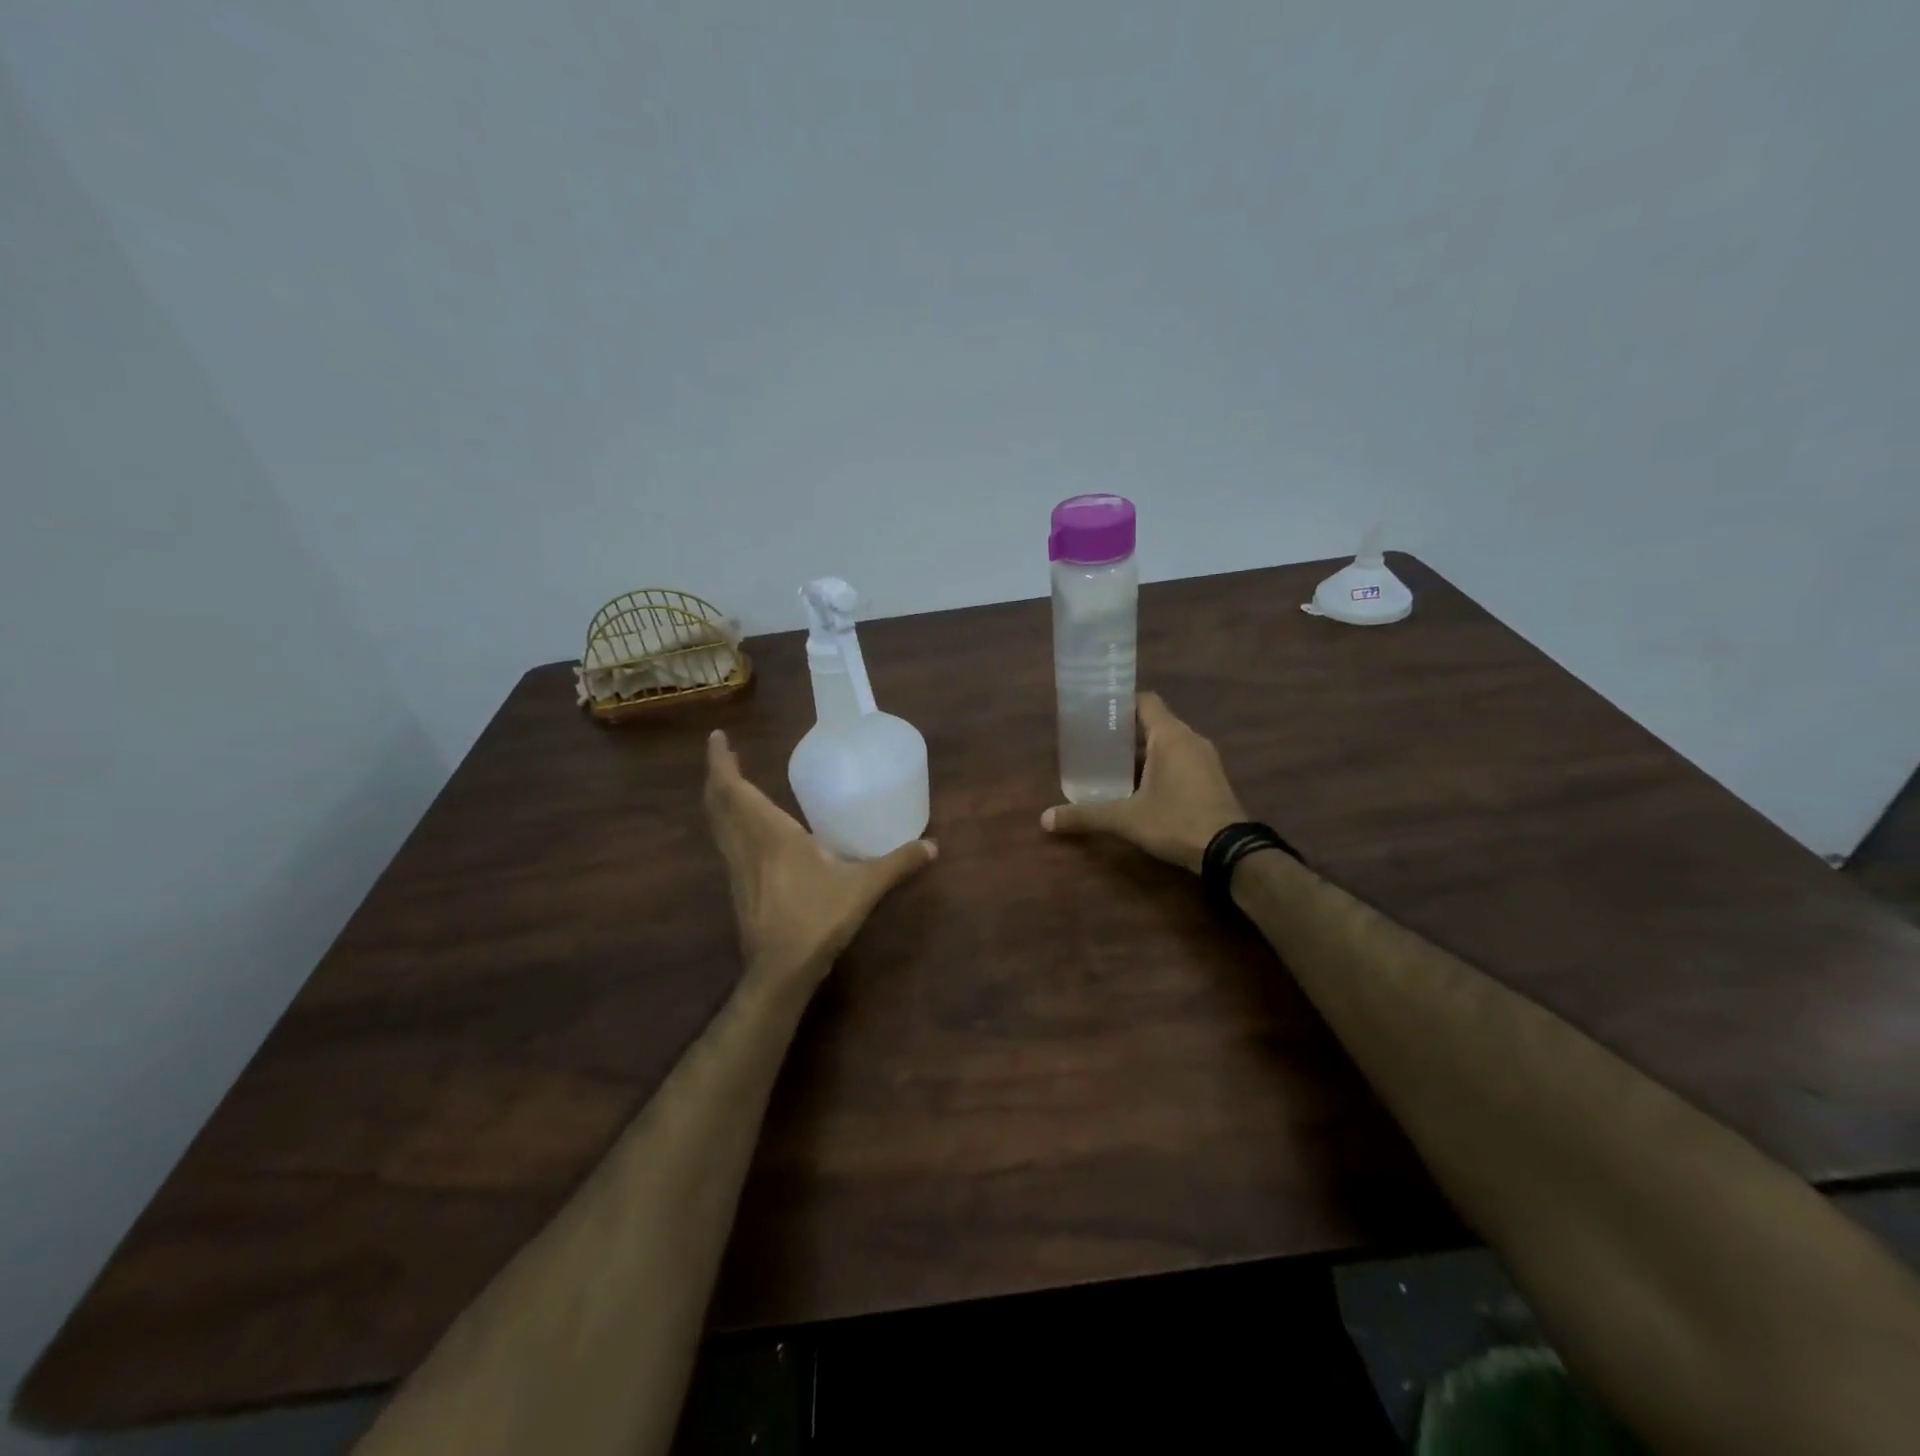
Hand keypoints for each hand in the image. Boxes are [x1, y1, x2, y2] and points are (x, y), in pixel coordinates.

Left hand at [704, 730, 936, 988]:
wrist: (780, 970)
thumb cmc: (816, 919)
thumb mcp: (863, 887)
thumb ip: (896, 863)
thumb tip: (932, 845)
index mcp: (770, 834)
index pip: (733, 790)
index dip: (721, 762)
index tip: (718, 738)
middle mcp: (747, 846)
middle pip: (718, 803)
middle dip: (718, 776)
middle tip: (726, 754)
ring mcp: (738, 869)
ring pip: (718, 825)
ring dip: (720, 800)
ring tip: (731, 783)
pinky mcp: (739, 888)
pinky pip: (726, 844)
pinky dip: (728, 824)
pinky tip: (748, 830)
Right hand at [1041, 692, 1244, 872]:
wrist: (1230, 852)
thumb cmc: (1176, 821)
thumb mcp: (1126, 819)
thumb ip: (1086, 815)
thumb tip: (1045, 819)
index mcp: (1170, 736)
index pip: (1145, 701)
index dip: (1120, 703)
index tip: (1096, 713)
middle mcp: (1190, 739)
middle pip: (1154, 722)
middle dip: (1125, 731)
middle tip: (1095, 743)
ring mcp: (1205, 759)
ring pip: (1168, 743)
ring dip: (1143, 751)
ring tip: (1113, 765)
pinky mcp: (1212, 778)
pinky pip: (1180, 760)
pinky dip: (1160, 765)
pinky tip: (1140, 787)